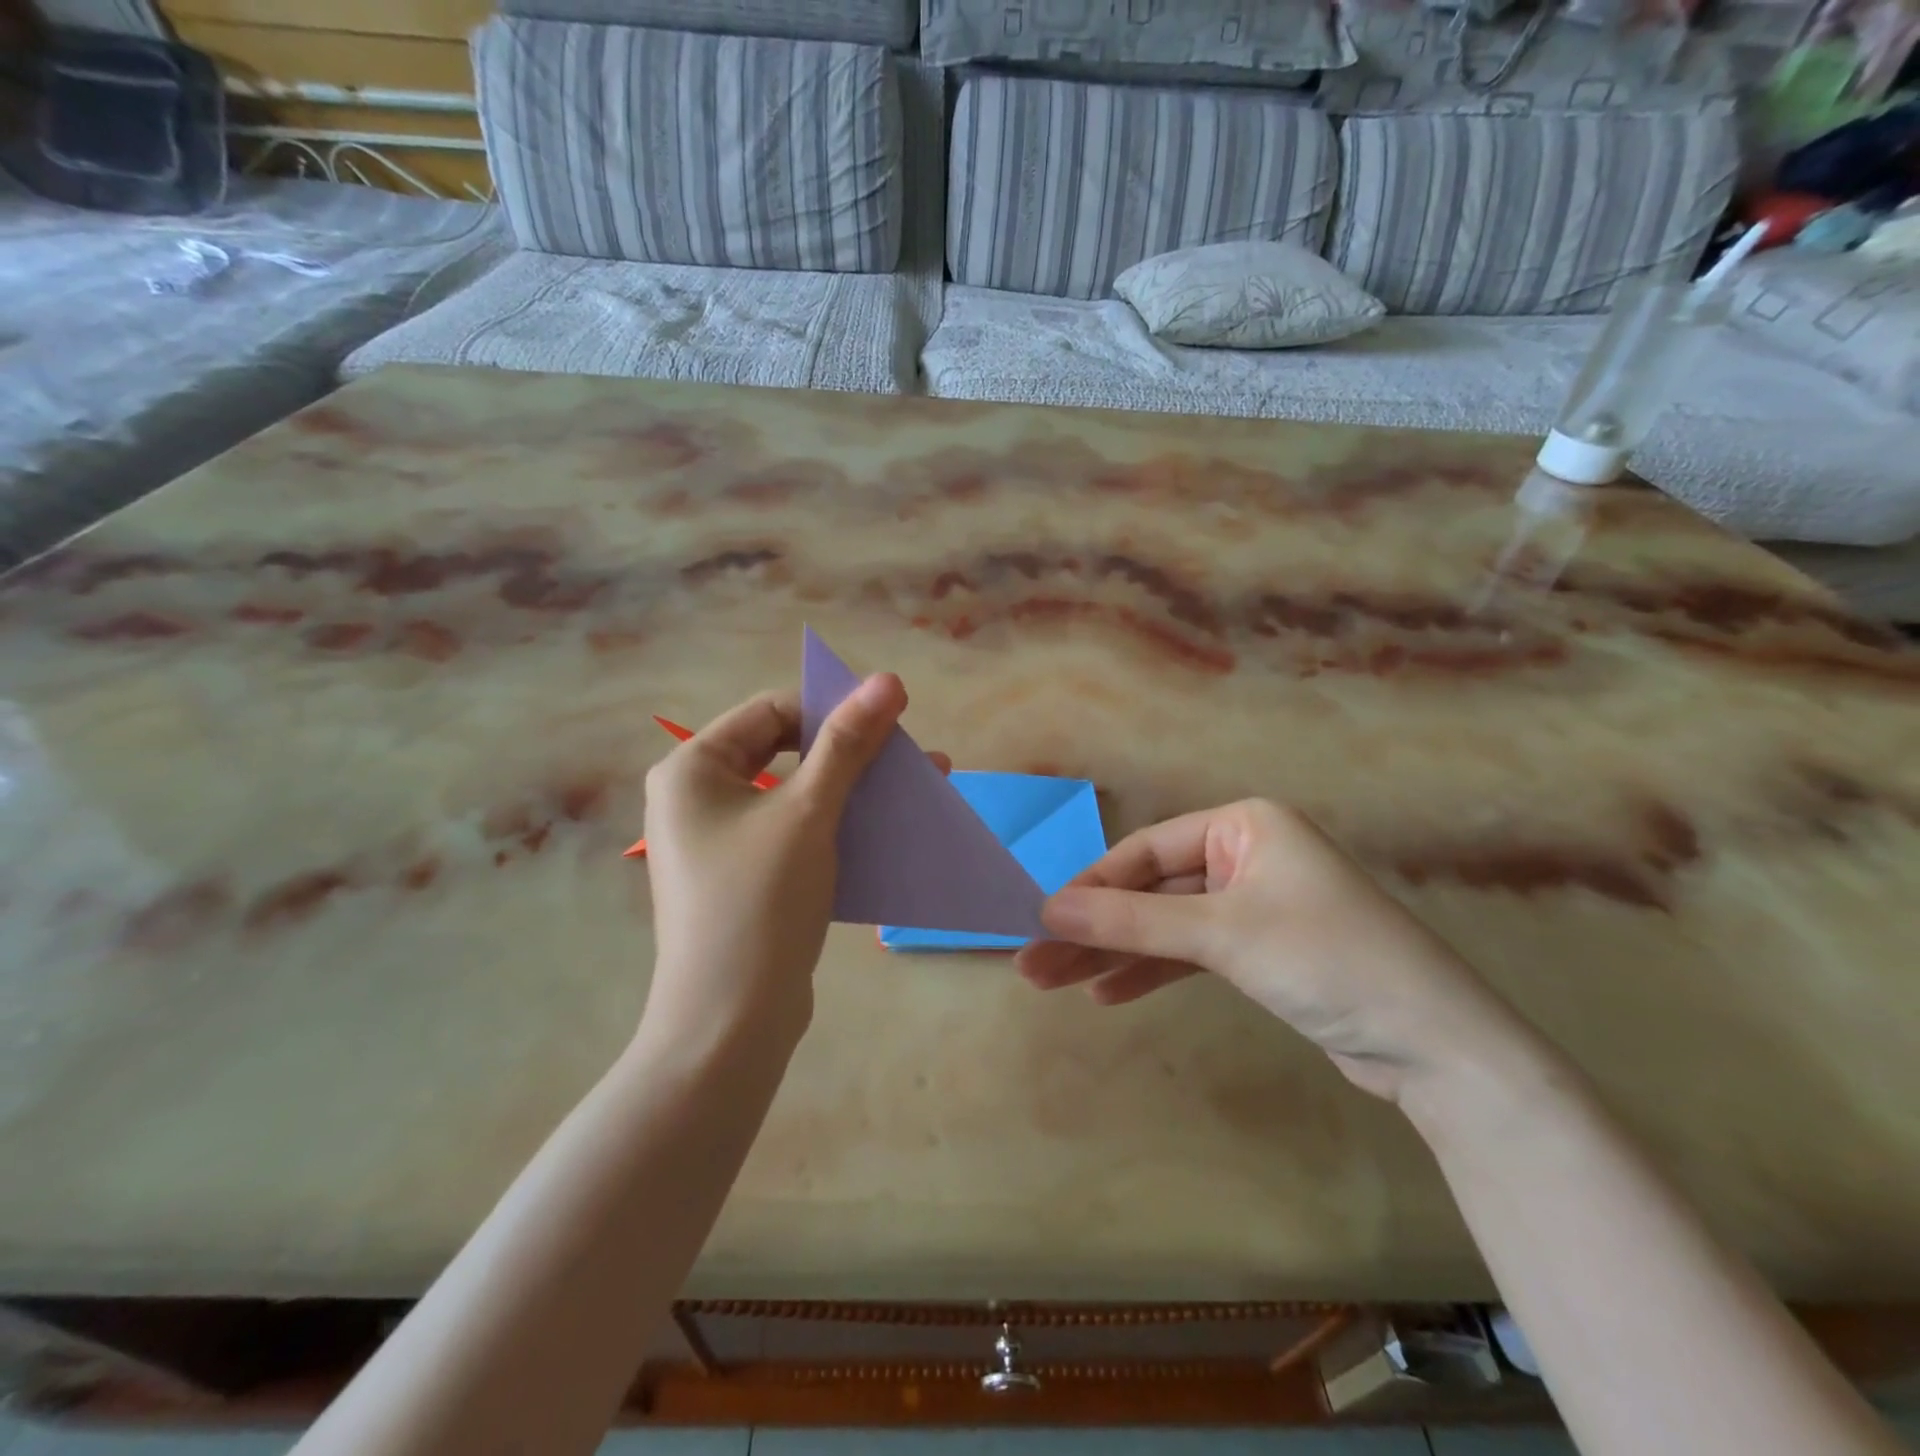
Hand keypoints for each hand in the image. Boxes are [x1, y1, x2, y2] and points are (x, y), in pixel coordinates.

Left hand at [641, 676, 919, 1052]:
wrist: (731, 1024)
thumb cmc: (759, 902)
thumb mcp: (809, 812)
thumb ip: (848, 743)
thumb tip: (888, 678)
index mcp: (693, 768)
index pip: (772, 711)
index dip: (833, 707)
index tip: (893, 719)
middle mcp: (698, 797)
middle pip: (786, 750)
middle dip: (853, 752)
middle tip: (909, 755)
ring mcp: (720, 841)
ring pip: (797, 794)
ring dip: (855, 789)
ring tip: (916, 788)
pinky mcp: (745, 877)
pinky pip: (796, 832)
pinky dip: (839, 825)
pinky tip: (886, 831)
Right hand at [1014, 799, 1525, 1101]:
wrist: (1437, 1048)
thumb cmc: (1328, 960)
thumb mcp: (1222, 935)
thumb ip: (1131, 922)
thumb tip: (1046, 910)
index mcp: (1244, 824)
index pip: (1146, 852)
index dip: (1091, 888)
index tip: (1043, 922)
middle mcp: (1246, 855)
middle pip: (1151, 892)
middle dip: (1094, 930)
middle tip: (1034, 965)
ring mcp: (1254, 905)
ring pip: (1166, 926)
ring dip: (1114, 956)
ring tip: (1056, 985)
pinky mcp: (1262, 952)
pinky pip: (1192, 953)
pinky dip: (1153, 972)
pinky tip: (1108, 993)